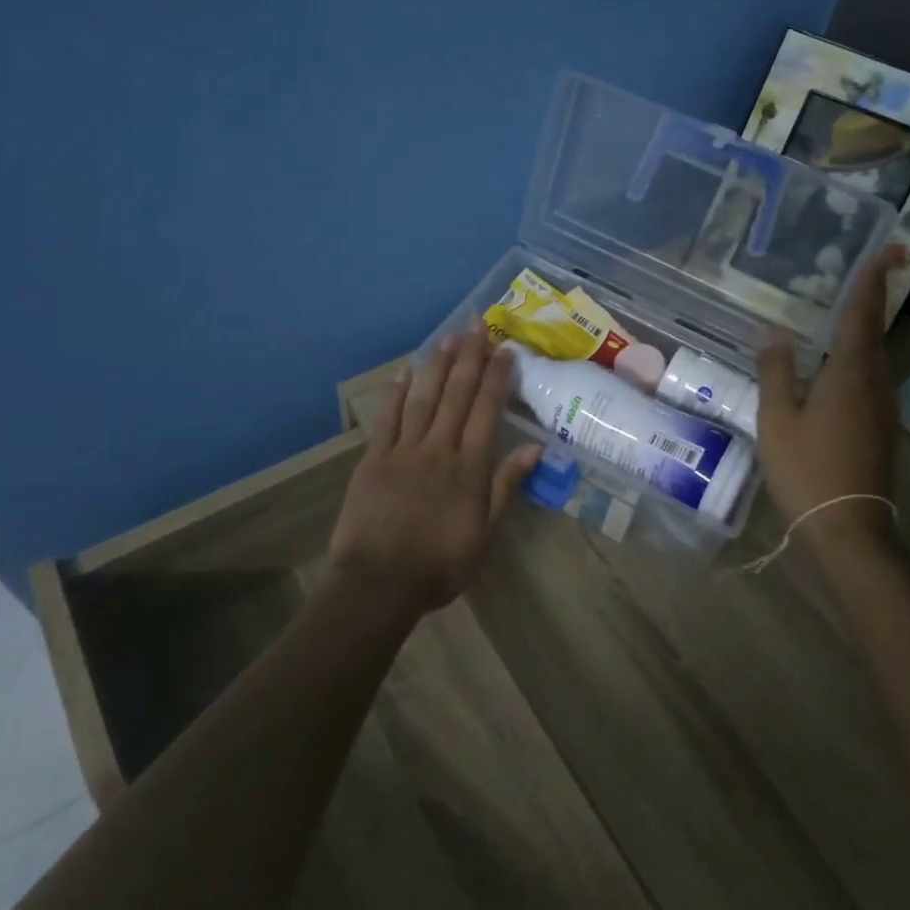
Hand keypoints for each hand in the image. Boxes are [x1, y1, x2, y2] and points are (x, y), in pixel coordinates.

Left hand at [328, 330, 541, 611]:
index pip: (487, 411)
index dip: (496, 378)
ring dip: (438, 366)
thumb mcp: (484, 533)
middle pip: (457, 395)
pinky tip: (405, 371)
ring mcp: (404, 450)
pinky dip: (396, 393)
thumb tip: (534, 449)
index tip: (504, 350)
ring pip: (424, 398)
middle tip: (477, 326)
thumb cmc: (439, 565)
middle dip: (469, 358)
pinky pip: (388, 418)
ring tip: (449, 338)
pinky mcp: (374, 458)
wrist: (379, 583)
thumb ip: (505, 487)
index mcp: (469, 467)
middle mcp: (439, 448)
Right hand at [755, 243, 907, 539]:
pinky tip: (839, 362)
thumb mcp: (778, 418)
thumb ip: (776, 371)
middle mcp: (875, 382)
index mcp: (850, 373)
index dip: (873, 279)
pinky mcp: (881, 425)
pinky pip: (872, 376)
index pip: (862, 314)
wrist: (848, 527)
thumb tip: (773, 332)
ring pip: (876, 354)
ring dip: (866, 326)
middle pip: (875, 329)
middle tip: (874, 265)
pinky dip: (860, 355)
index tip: (891, 247)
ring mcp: (883, 406)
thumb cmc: (807, 468)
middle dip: (874, 296)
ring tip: (848, 307)